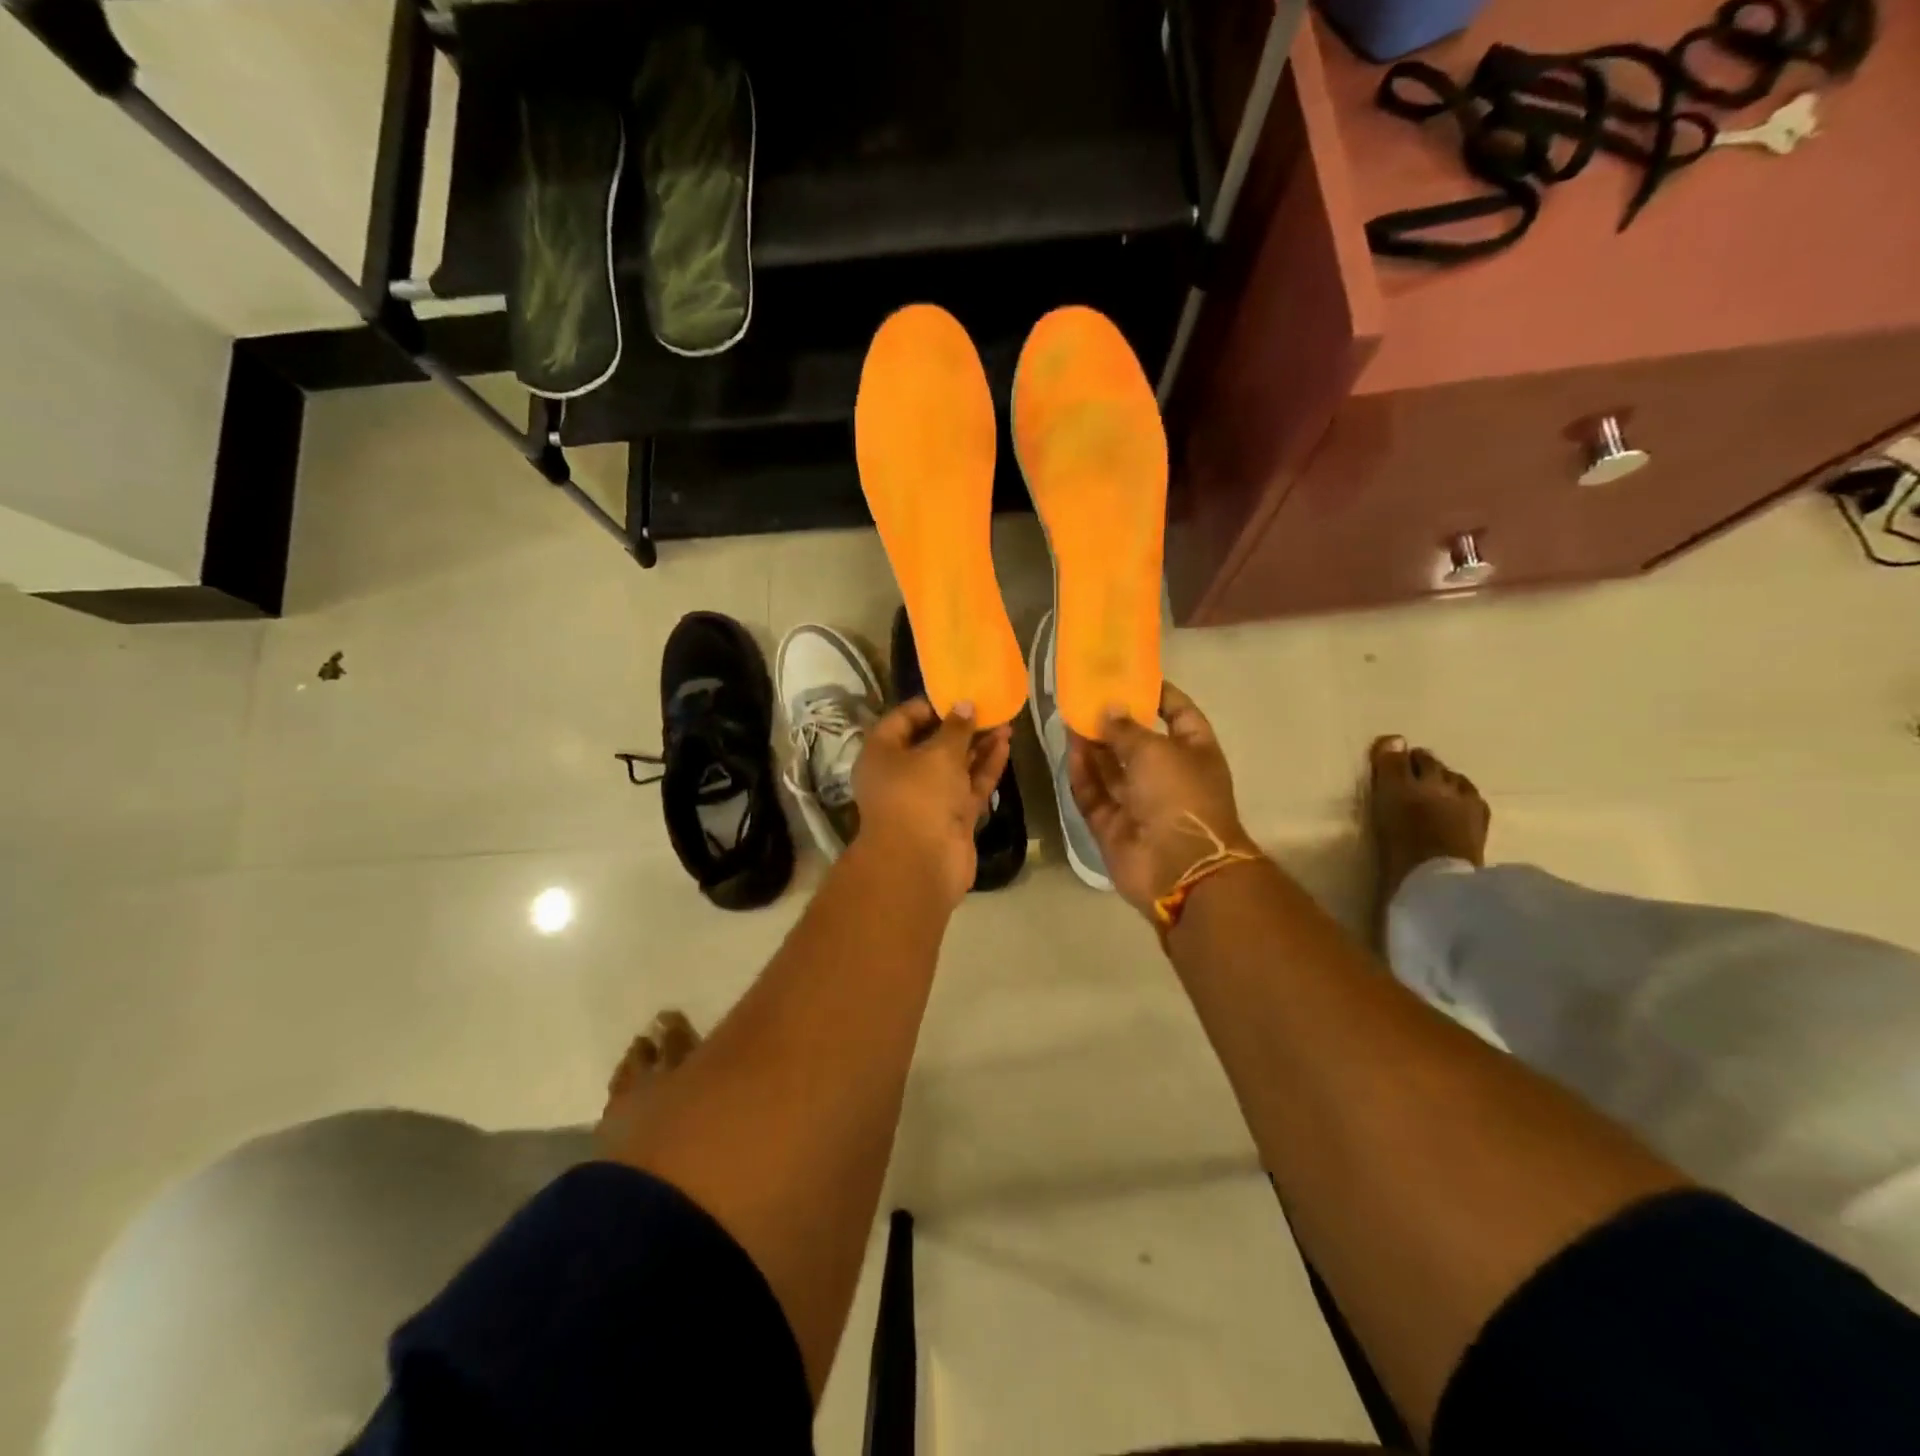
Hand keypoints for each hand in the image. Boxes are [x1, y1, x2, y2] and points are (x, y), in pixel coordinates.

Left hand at [854, 698, 1011, 905]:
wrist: (921, 863)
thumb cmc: (919, 796)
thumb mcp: (938, 754)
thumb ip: (956, 728)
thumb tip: (965, 705)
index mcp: (882, 755)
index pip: (902, 719)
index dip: (929, 706)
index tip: (957, 696)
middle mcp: (901, 775)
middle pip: (931, 743)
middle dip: (961, 727)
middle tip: (989, 708)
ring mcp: (927, 798)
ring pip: (954, 766)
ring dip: (978, 746)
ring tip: (1006, 723)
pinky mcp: (951, 817)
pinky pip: (969, 786)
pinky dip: (985, 768)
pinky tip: (1005, 746)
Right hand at [1067, 682, 1259, 915]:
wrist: (1179, 868)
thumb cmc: (1180, 796)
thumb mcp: (1155, 750)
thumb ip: (1126, 728)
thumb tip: (1107, 709)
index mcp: (1195, 753)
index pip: (1179, 714)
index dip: (1159, 695)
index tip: (1132, 677)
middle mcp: (1168, 776)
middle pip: (1138, 743)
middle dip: (1113, 722)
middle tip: (1085, 697)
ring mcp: (1140, 804)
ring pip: (1111, 769)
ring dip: (1092, 746)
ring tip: (1068, 718)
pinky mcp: (1113, 826)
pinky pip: (1095, 795)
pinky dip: (1083, 775)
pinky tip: (1068, 751)